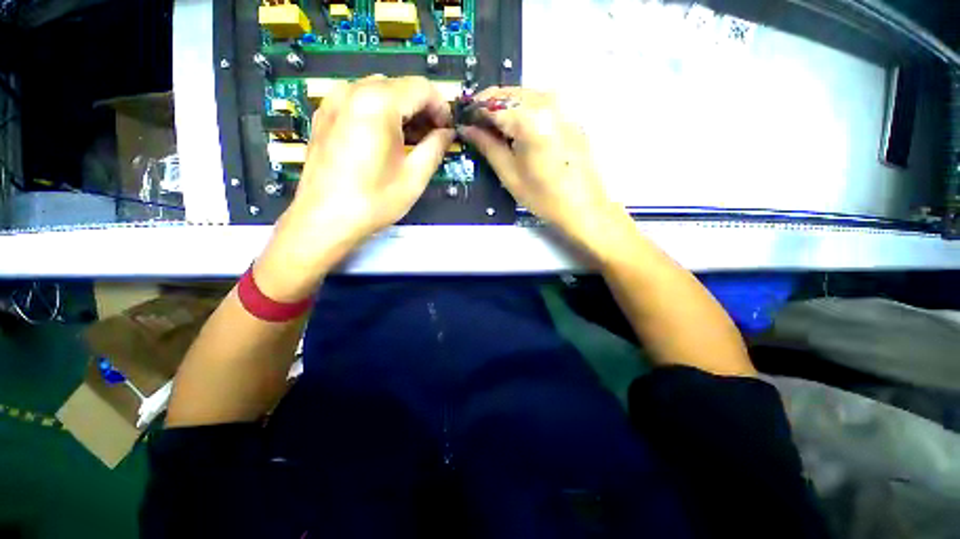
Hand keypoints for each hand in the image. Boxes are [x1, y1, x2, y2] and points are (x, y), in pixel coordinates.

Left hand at [256, 76, 454, 300]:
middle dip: (422, 109)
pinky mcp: (324, 116)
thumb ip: (436, 147)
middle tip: (432, 138)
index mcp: (377, 103)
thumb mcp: (415, 176)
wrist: (325, 220)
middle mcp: (352, 91)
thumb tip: (447, 133)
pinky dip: (379, 114)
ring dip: (402, 111)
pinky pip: (359, 102)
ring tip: (411, 142)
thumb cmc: (374, 201)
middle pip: (399, 86)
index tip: (447, 131)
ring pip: (379, 92)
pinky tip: (385, 140)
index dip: (441, 107)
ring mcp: (333, 102)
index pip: (421, 87)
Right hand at [459, 87, 629, 252]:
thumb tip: (466, 128)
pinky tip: (519, 132)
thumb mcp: (509, 174)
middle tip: (478, 128)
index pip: (490, 103)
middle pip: (506, 93)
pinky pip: (538, 103)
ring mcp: (561, 105)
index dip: (473, 111)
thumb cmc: (543, 196)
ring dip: (505, 109)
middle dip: (488, 107)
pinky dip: (522, 111)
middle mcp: (546, 101)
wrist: (583, 206)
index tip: (463, 121)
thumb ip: (486, 145)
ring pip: (522, 95)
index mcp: (528, 118)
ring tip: (496, 132)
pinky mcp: (570, 113)